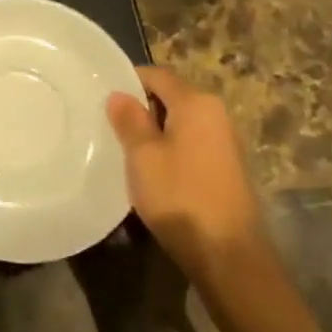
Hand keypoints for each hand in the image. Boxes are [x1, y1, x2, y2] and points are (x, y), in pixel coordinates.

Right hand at [108, 66, 277, 299]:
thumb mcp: (143, 156)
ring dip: (154, 133)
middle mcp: (216, 114)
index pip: (157, 75)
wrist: (229, 256)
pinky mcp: (226, 169)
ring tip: (126, 152)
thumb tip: (119, 94)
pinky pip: (190, 145)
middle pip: (170, 98)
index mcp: (196, 103)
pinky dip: (170, 151)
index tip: (103, 99)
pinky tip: (152, 174)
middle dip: (140, 109)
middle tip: (109, 127)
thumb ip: (129, 120)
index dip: (128, 81)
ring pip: (179, 124)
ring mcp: (225, 143)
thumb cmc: (180, 196)